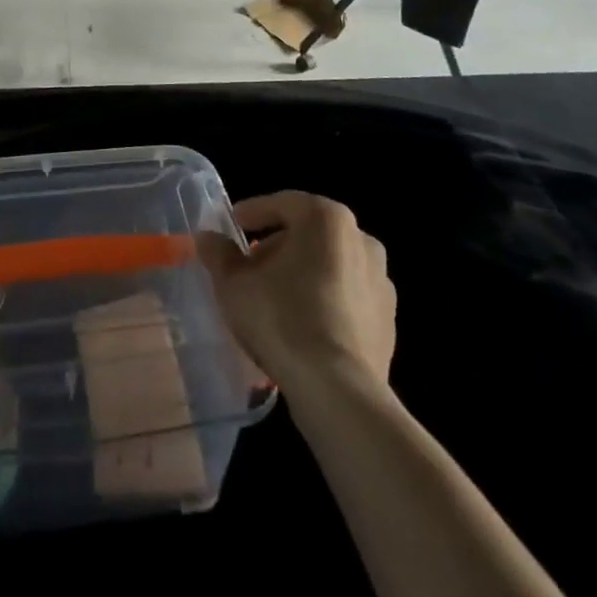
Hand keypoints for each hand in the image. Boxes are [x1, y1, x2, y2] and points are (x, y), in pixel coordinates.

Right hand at [198, 191, 395, 397]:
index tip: (232, 227)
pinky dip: (323, 300)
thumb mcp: (234, 284)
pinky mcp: (388, 320)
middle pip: (307, 233)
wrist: (339, 392)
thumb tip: (208, 238)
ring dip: (301, 273)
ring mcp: (380, 280)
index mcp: (326, 218)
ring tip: (273, 299)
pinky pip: (346, 297)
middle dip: (276, 246)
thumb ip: (219, 254)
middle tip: (249, 267)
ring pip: (329, 265)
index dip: (252, 214)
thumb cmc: (282, 319)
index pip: (281, 204)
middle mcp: (360, 239)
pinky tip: (301, 326)